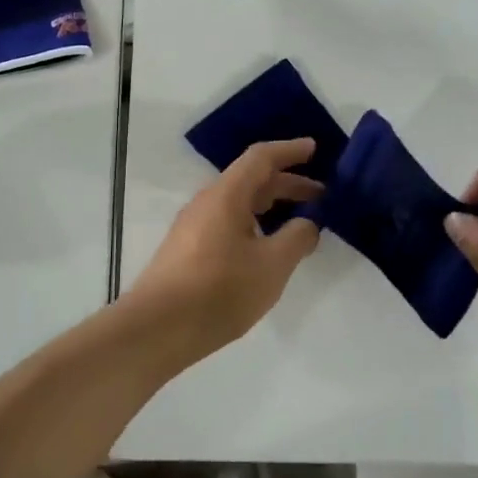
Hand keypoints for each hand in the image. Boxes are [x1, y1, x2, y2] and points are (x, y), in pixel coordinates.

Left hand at [124, 139, 322, 363]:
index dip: (289, 151)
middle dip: (287, 184)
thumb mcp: (272, 265)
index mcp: (226, 195)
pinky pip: (228, 223)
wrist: (156, 329)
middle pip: (251, 181)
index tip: (314, 149)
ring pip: (239, 204)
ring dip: (271, 207)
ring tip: (299, 223)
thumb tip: (308, 223)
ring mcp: (194, 227)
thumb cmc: (219, 291)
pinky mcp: (188, 250)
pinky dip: (255, 225)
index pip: (261, 158)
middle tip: (320, 195)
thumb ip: (297, 238)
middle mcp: (207, 203)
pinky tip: (267, 248)